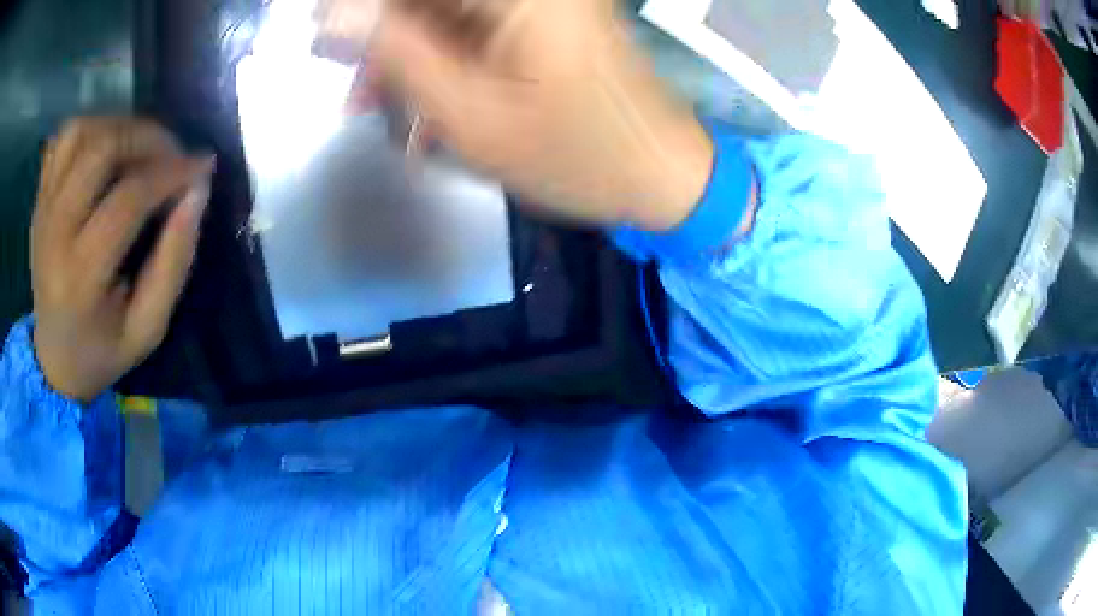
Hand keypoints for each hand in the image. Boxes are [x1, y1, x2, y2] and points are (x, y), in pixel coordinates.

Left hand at [31, 117, 213, 402]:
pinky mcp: (39, 199)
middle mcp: (54, 233)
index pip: (128, 198)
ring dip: (118, 127)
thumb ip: (174, 263)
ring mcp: (43, 210)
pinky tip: (106, 148)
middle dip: (147, 138)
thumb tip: (198, 191)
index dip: (171, 173)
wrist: (54, 360)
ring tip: (139, 147)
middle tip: (171, 153)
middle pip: (100, 150)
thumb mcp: (148, 328)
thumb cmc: (102, 350)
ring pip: (80, 132)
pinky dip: (89, 129)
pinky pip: (62, 139)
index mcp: (80, 277)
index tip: (202, 167)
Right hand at [319, 0, 713, 230]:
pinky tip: (416, 98)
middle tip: (351, 85)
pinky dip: (434, 54)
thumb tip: (335, 14)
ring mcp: (539, 0)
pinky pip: (467, 22)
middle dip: (377, 31)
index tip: (321, 36)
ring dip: (401, 49)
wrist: (660, 173)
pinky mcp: (542, 15)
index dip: (357, 9)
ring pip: (441, 10)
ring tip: (373, 104)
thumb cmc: (575, 155)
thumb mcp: (470, 115)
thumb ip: (397, 53)